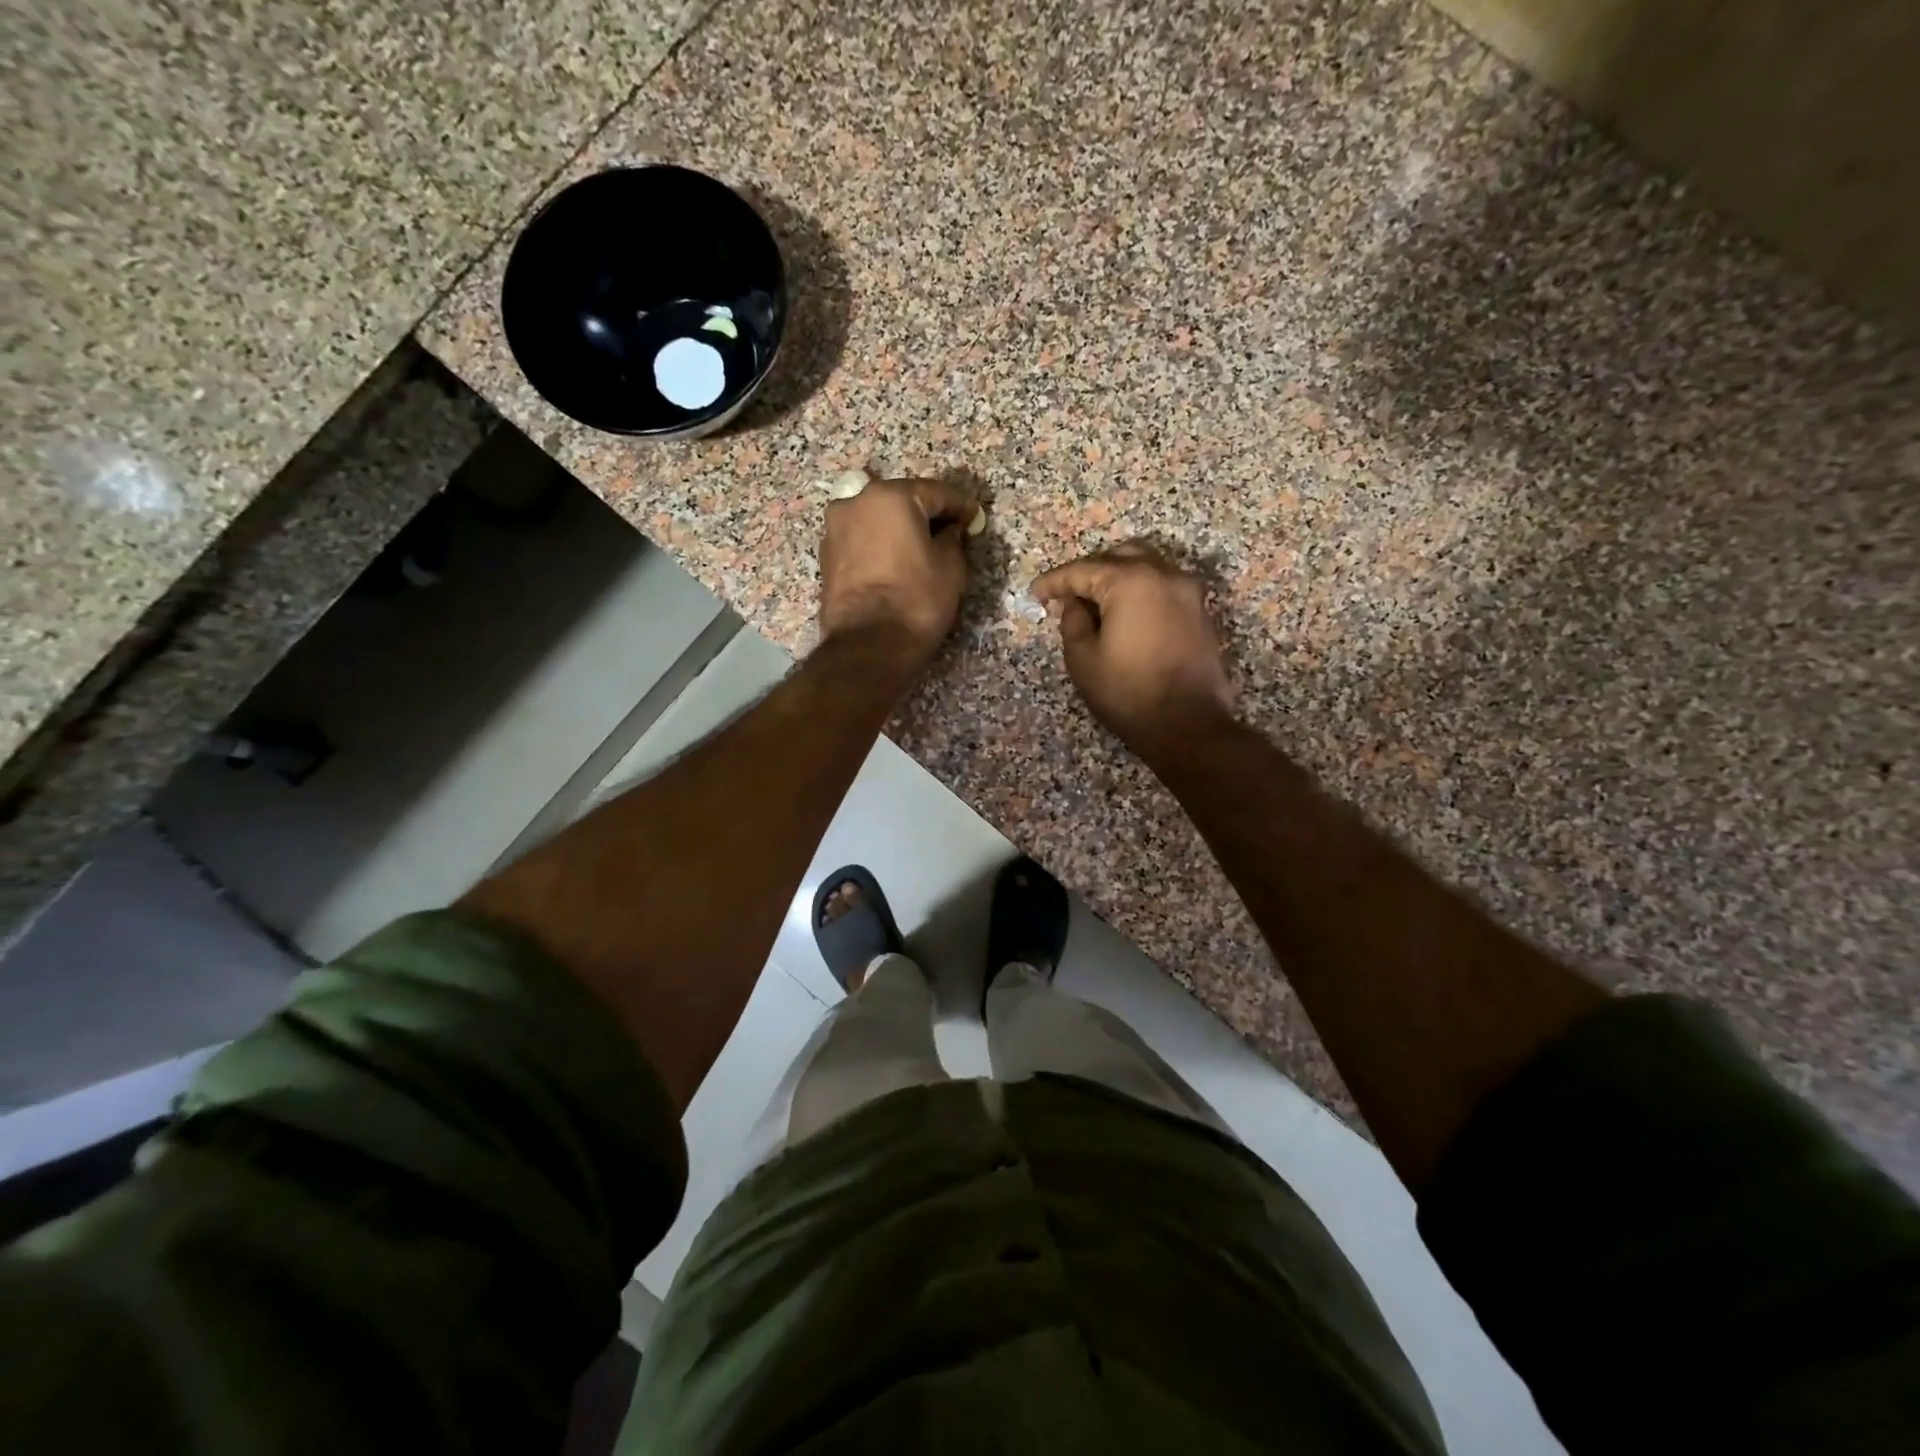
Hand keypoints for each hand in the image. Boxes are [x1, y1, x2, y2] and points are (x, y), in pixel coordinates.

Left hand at [819, 475, 975, 661]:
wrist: (868, 646)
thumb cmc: (916, 600)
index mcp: (891, 496)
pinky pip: (863, 542)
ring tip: (922, 549)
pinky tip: (896, 564)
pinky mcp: (826, 557)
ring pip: (878, 521)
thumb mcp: (951, 567)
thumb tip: (948, 531)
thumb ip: (952, 538)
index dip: (961, 506)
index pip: (936, 493)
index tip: (976, 518)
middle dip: (926, 515)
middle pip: (901, 501)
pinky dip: (881, 547)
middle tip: (950, 531)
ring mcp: (835, 529)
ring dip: (900, 530)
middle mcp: (856, 502)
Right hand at [1030, 542, 1233, 752]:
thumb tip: (1075, 604)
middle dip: (1090, 572)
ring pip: (1147, 567)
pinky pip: (1164, 587)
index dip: (1054, 581)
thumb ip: (1073, 622)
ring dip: (1118, 577)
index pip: (1082, 570)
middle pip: (1118, 557)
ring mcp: (1188, 591)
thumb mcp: (1083, 660)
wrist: (1188, 724)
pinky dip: (1141, 592)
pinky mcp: (1200, 611)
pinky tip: (1126, 615)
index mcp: (1130, 581)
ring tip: (1097, 603)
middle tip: (1068, 595)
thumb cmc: (1128, 692)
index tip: (1036, 593)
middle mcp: (1163, 574)